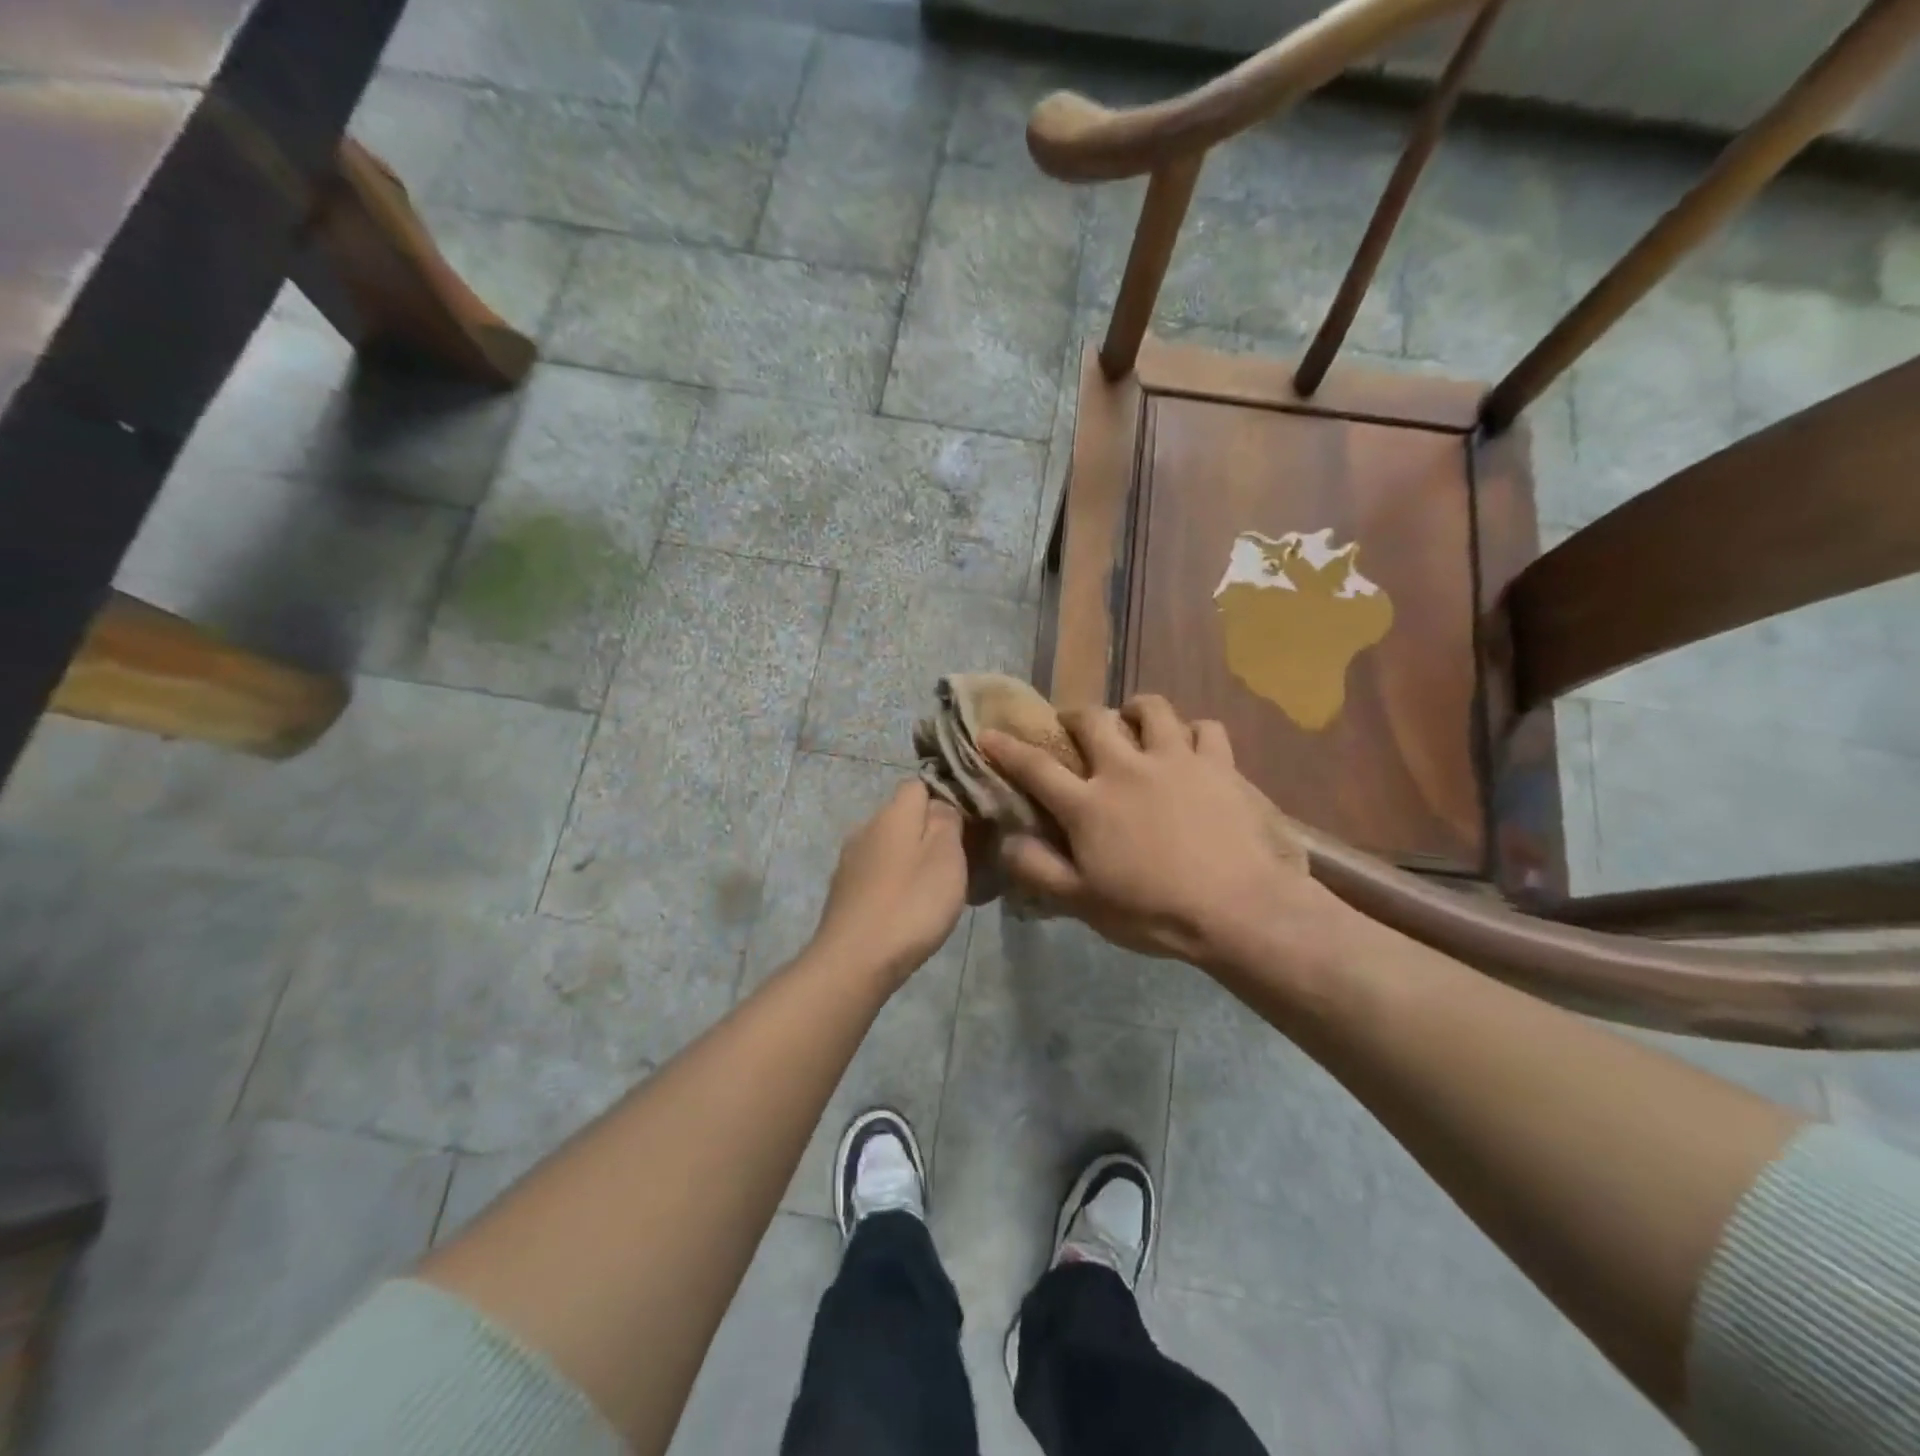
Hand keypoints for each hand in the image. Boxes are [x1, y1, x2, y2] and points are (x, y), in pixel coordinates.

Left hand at [812, 781, 967, 984]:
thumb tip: (941, 804)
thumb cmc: (910, 904)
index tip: (968, 824)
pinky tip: (909, 908)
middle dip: (931, 831)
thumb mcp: (946, 856)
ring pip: (891, 846)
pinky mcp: (844, 890)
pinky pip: (879, 873)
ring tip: (937, 889)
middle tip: (960, 861)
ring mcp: (851, 860)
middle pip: (904, 816)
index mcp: (892, 813)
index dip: (945, 798)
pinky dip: (896, 882)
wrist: (855, 961)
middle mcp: (866, 827)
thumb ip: (947, 820)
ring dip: (913, 859)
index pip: (919, 784)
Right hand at [978, 696, 1338, 978]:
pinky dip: (1194, 732)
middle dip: (1076, 717)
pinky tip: (1191, 746)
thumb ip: (1039, 869)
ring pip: (1152, 709)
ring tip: (1135, 722)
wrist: (1237, 910)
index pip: (1036, 768)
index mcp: (1088, 804)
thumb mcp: (1084, 902)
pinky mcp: (1217, 764)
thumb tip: (1006, 840)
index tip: (989, 734)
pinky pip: (1205, 729)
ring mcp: (1174, 761)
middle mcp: (1126, 769)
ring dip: (1136, 710)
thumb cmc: (1154, 911)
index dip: (1007, 749)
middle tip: (1076, 729)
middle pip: (1093, 720)